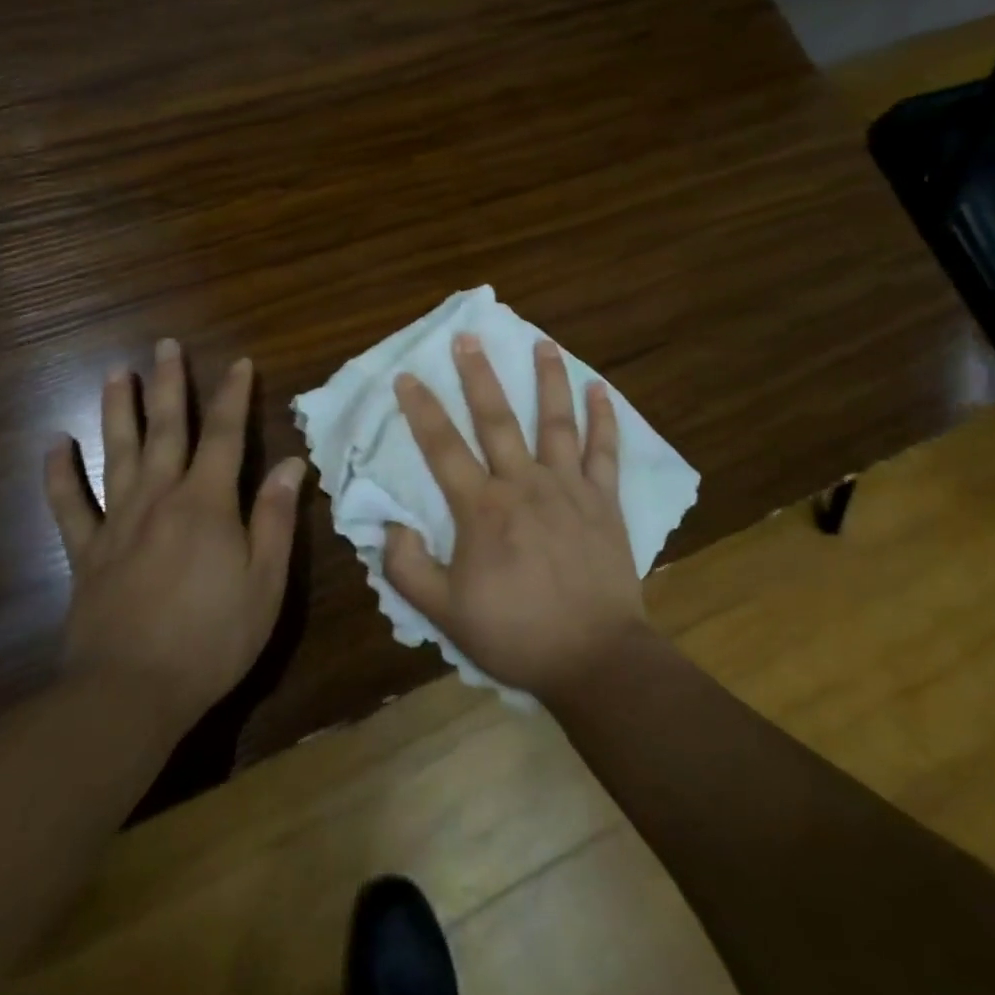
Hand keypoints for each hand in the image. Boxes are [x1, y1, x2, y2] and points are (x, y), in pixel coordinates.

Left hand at [44, 340, 305, 731]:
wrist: (130, 693)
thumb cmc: (214, 637)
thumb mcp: (266, 581)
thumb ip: (277, 518)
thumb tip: (292, 463)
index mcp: (207, 503)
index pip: (226, 435)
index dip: (234, 396)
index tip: (239, 363)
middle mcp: (160, 498)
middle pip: (166, 430)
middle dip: (169, 385)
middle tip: (165, 345)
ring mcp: (118, 524)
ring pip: (117, 453)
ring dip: (117, 410)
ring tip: (116, 373)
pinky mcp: (86, 554)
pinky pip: (69, 506)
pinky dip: (59, 474)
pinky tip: (53, 444)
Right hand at [383, 334, 649, 701]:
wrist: (594, 657)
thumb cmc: (516, 634)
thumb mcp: (445, 613)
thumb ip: (408, 568)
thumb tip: (390, 526)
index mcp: (482, 509)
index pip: (443, 448)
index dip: (422, 409)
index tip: (407, 375)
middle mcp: (524, 485)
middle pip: (497, 419)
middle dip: (479, 375)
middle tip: (468, 337)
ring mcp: (569, 488)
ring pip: (556, 422)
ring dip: (548, 379)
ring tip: (542, 343)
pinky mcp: (604, 500)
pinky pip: (604, 451)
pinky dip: (603, 418)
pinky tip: (600, 389)